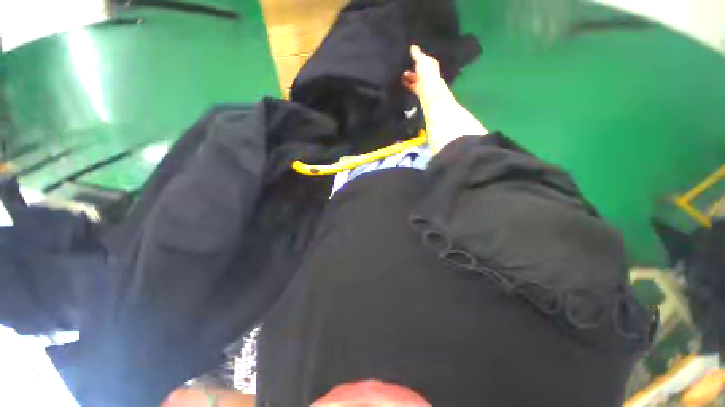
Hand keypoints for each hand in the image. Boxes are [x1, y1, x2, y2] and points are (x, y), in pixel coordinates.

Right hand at [402, 45, 444, 99]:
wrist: (428, 90)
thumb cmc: (426, 73)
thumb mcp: (421, 60)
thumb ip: (416, 54)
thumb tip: (413, 46)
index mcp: (432, 64)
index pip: (425, 59)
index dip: (420, 57)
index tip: (413, 55)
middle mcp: (428, 73)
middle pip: (420, 69)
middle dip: (414, 67)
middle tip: (407, 64)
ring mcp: (423, 82)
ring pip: (415, 77)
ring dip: (409, 76)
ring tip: (403, 74)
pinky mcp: (418, 90)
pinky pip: (411, 85)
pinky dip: (407, 83)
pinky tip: (402, 81)